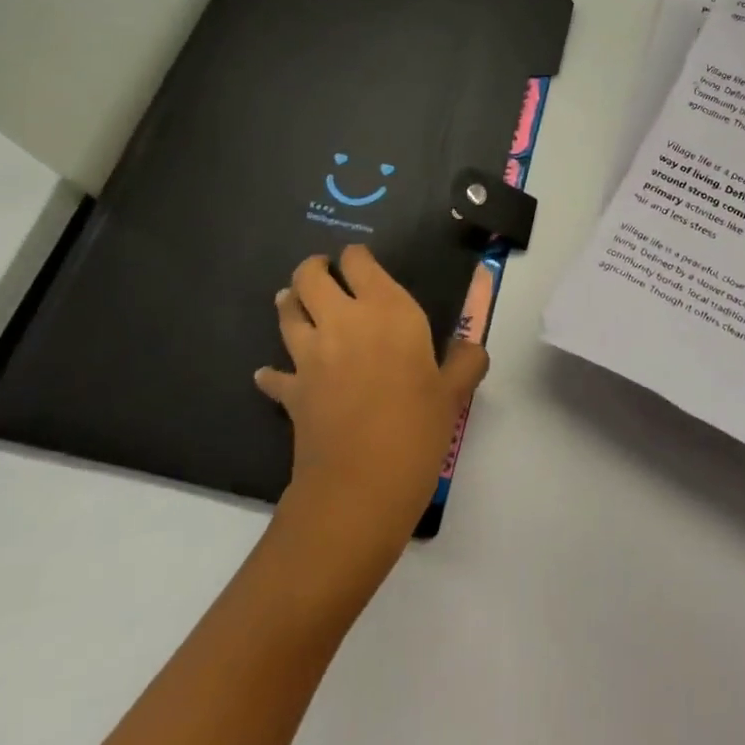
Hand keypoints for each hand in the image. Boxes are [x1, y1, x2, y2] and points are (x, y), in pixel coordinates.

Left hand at [256, 247, 489, 552]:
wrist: (360, 487)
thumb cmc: (417, 429)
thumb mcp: (454, 394)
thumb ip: (465, 361)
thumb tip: (473, 347)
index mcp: (386, 310)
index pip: (359, 262)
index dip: (356, 256)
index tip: (361, 262)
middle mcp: (343, 320)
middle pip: (311, 276)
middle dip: (314, 268)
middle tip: (324, 272)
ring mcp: (310, 356)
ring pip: (286, 312)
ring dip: (289, 302)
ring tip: (293, 301)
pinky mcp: (291, 392)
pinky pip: (273, 375)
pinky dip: (271, 372)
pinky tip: (271, 374)